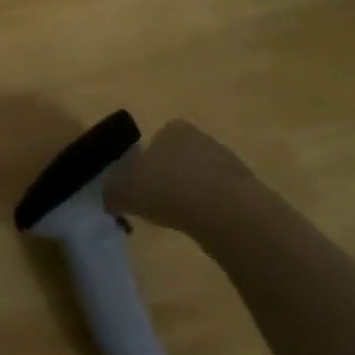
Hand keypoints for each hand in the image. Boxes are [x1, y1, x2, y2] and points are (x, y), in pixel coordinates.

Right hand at [105, 119, 253, 230]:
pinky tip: (204, 226)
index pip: (155, 141)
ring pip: (201, 176)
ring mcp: (227, 161)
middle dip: (170, 177)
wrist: (226, 211)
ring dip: (192, 194)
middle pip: (179, 157)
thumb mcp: (125, 189)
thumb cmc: (168, 188)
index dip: (146, 164)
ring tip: (182, 219)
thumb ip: (112, 191)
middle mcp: (200, 137)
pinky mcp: (246, 188)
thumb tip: (108, 197)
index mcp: (171, 129)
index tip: (141, 188)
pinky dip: (211, 209)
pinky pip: (220, 197)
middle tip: (159, 204)